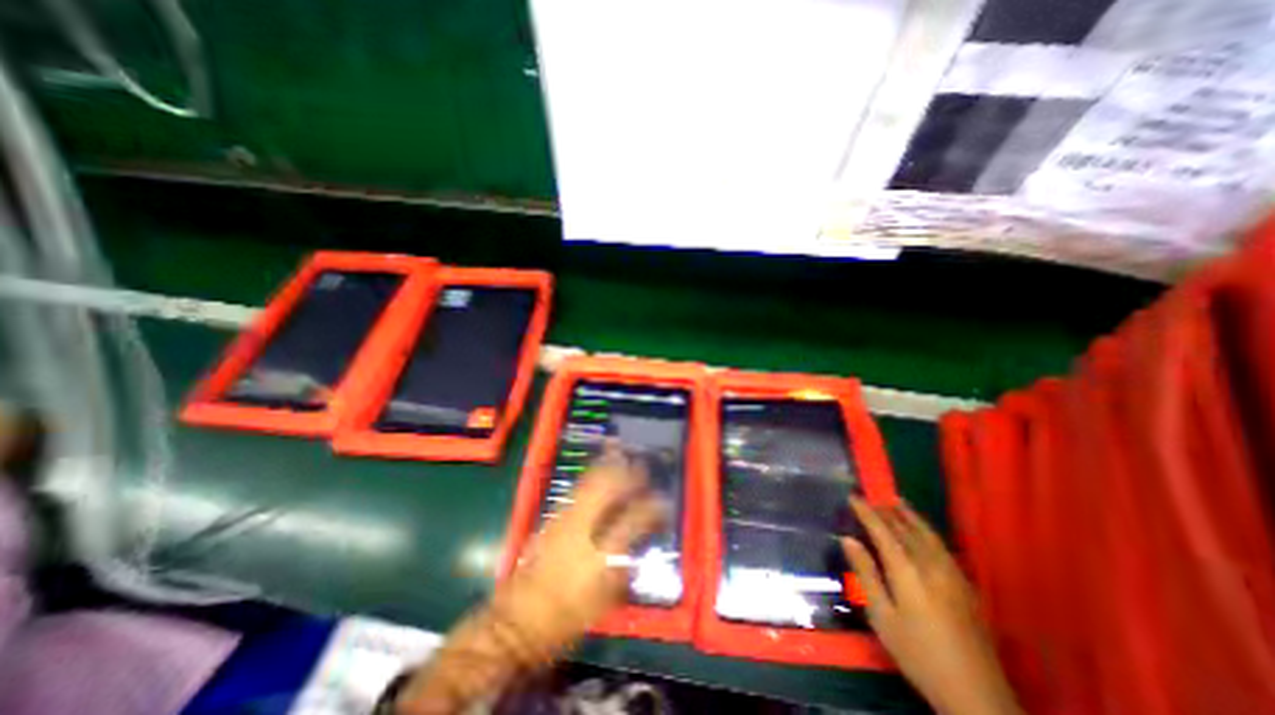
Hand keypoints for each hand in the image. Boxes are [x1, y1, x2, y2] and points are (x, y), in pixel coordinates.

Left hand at [397, 448, 667, 714]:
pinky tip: (598, 474)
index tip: (663, 502)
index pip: (635, 519)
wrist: (515, 622)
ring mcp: (564, 518)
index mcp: (601, 554)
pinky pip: (577, 488)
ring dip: (609, 468)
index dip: (652, 507)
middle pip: (610, 487)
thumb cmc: (564, 620)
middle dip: (628, 473)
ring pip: (591, 482)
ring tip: (622, 457)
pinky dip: (592, 477)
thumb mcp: (602, 602)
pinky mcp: (551, 518)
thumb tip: (637, 545)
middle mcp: (584, 527)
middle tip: (642, 466)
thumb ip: (624, 569)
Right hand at [845, 496, 1022, 714]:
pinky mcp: (965, 584)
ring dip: (908, 515)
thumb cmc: (918, 653)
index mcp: (907, 571)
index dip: (866, 512)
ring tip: (895, 501)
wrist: (976, 694)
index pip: (882, 531)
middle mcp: (930, 565)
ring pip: (926, 534)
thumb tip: (848, 539)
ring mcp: (952, 573)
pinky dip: (926, 529)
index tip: (852, 496)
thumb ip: (866, 574)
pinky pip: (941, 545)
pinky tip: (922, 530)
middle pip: (905, 528)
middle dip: (885, 510)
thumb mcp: (882, 616)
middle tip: (869, 497)